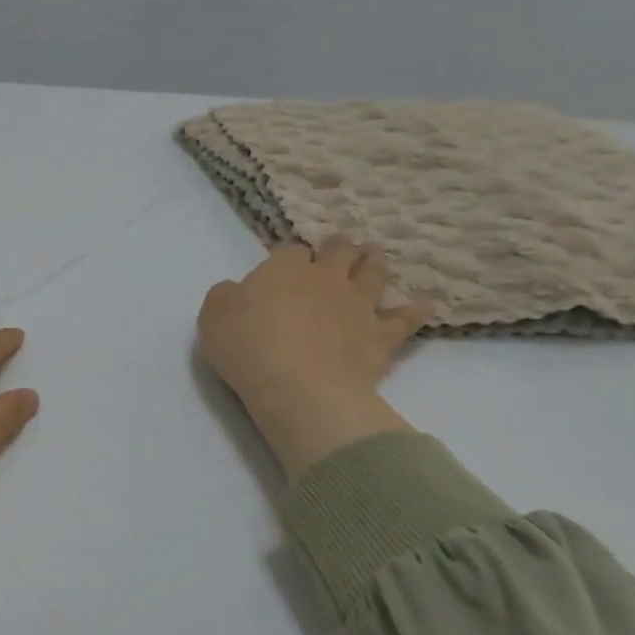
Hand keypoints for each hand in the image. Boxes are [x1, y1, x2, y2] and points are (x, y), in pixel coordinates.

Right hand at [198, 236, 429, 478]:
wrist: (298, 387)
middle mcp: (326, 278)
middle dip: (338, 247)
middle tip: (338, 248)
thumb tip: (237, 290)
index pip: (289, 250)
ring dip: (374, 263)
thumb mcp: (213, 315)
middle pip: (338, 251)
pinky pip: (405, 319)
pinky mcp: (381, 336)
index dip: (287, 257)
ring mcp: (358, 305)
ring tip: (374, 257)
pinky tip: (422, 305)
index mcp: (284, 269)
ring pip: (374, 273)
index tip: (282, 268)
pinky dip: (415, 310)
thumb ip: (225, 295)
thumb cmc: (247, 347)